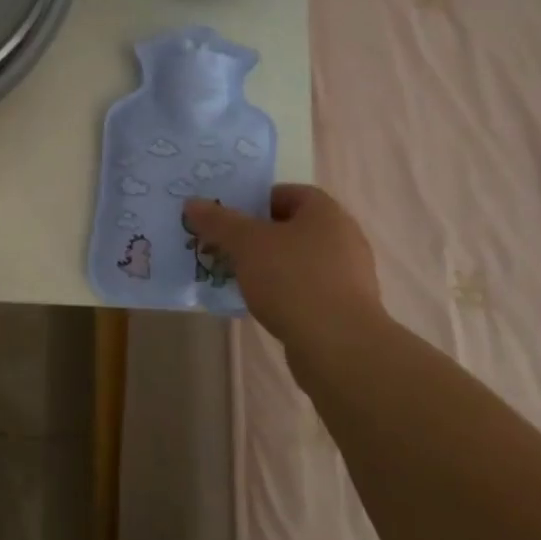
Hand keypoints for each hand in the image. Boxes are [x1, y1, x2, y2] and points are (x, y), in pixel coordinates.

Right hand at [184, 185, 385, 349]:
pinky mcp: (345, 308)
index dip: (255, 200)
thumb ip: (218, 221)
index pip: (288, 193)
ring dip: (267, 265)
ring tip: (236, 276)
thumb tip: (192, 203)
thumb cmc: (293, 280)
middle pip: (291, 227)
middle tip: (224, 246)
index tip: (228, 217)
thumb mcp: (246, 244)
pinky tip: (261, 304)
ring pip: (297, 260)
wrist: (338, 346)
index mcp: (326, 213)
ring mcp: (348, 275)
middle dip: (255, 236)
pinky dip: (283, 291)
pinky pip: (306, 288)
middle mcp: (343, 238)